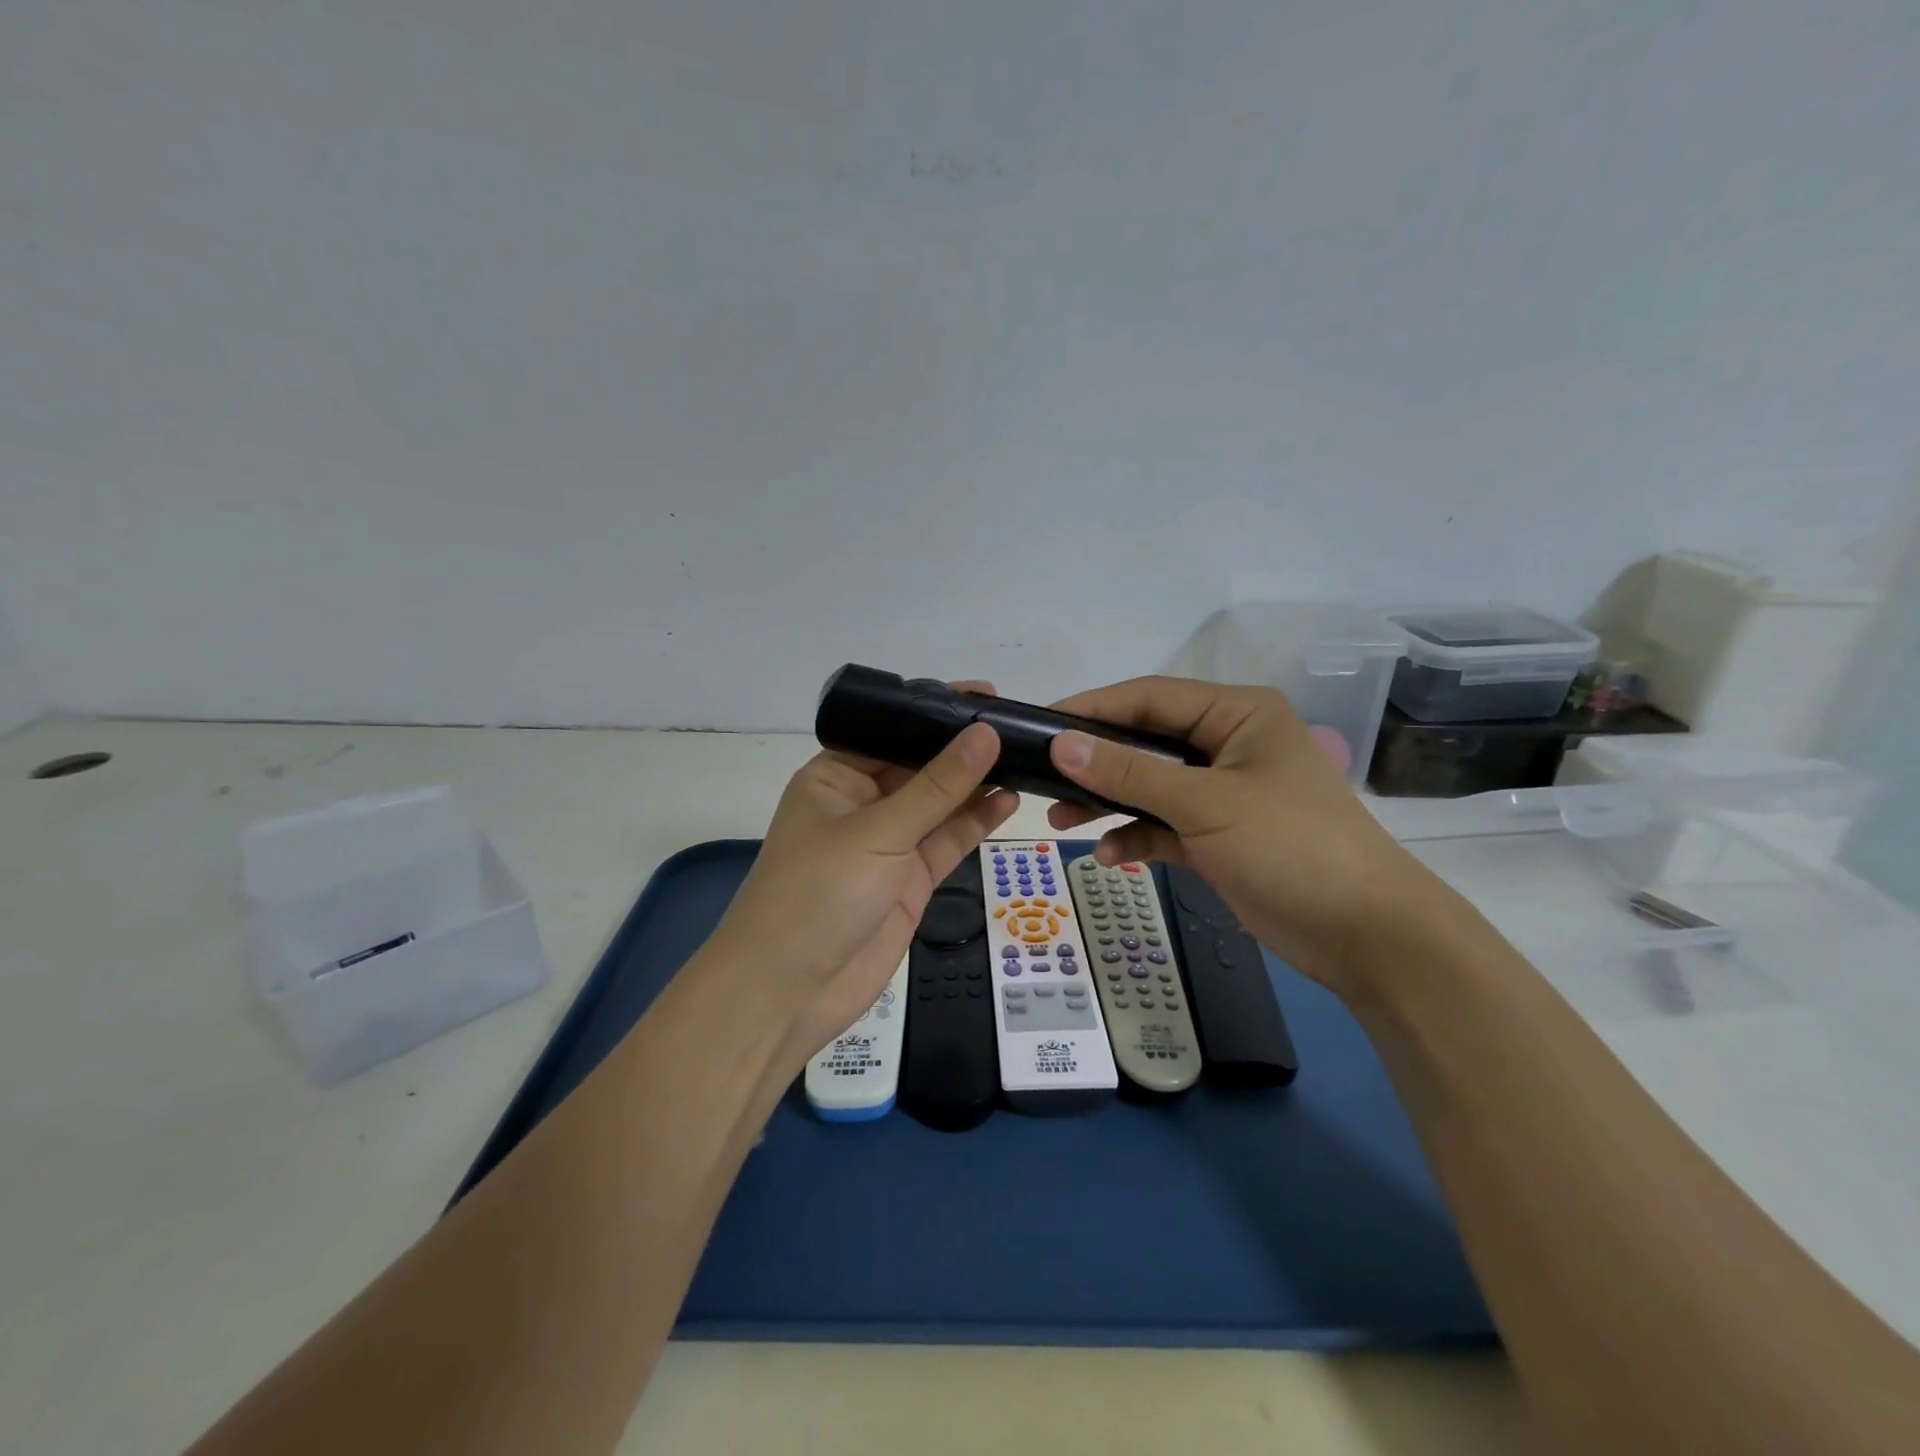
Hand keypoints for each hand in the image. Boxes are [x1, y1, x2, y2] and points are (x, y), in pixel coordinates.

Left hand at [702, 695, 1017, 1066]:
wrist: (790, 992)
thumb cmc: (818, 893)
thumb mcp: (879, 831)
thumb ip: (937, 786)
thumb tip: (985, 733)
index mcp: (836, 776)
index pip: (892, 731)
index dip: (937, 713)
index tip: (988, 696)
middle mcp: (862, 803)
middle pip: (920, 767)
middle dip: (963, 750)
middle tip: (1019, 727)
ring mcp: (888, 843)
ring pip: (939, 804)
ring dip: (976, 785)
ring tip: (1026, 759)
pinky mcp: (910, 879)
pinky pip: (947, 841)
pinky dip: (975, 823)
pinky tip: (1009, 801)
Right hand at [1044, 676, 1445, 992]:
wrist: (1366, 936)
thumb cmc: (1291, 846)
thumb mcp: (1205, 803)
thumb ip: (1129, 773)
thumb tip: (1060, 743)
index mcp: (1237, 714)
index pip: (1150, 697)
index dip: (1093, 708)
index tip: (1040, 723)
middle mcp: (1228, 745)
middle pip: (1145, 742)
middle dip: (1096, 763)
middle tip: (1042, 777)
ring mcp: (1222, 793)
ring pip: (1149, 786)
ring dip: (1108, 802)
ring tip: (1061, 819)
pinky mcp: (1218, 836)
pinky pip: (1163, 826)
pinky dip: (1136, 837)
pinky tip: (1109, 855)